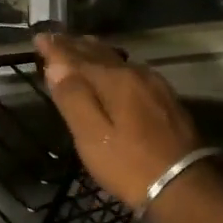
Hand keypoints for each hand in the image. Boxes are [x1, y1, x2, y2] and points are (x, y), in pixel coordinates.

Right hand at [35, 33, 204, 222]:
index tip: (38, 38)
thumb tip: (56, 65)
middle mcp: (135, 73)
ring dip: (95, 52)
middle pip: (99, 53)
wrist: (184, 185)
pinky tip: (114, 70)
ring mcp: (154, 84)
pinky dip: (113, 65)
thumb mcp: (93, 137)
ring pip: (117, 59)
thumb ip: (74, 98)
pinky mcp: (166, 98)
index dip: (56, 47)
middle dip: (75, 45)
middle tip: (55, 37)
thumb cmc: (130, 165)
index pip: (77, 57)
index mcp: (115, 80)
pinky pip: (131, 70)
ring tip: (81, 46)